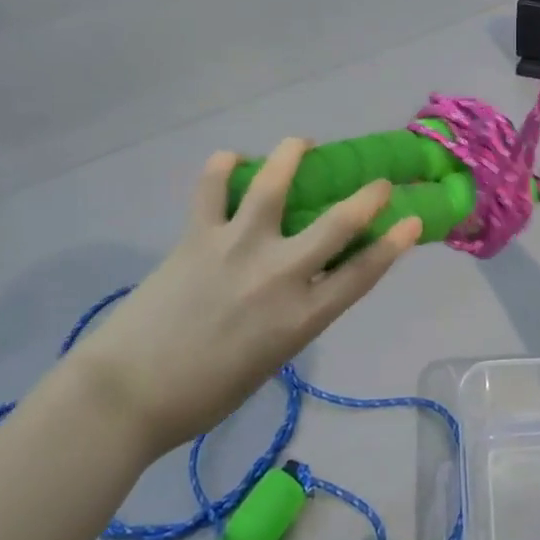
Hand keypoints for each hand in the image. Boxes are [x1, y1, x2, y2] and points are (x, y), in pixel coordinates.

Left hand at [66, 140, 420, 451]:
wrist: (127, 396)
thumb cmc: (203, 396)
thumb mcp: (268, 362)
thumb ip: (292, 319)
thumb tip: (298, 287)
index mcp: (301, 318)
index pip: (363, 273)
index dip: (394, 243)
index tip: (411, 219)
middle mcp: (279, 275)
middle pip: (337, 223)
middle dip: (368, 197)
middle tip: (379, 182)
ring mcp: (237, 248)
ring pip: (273, 186)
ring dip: (292, 156)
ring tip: (301, 143)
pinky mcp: (198, 236)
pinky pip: (211, 188)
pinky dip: (221, 167)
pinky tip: (230, 158)